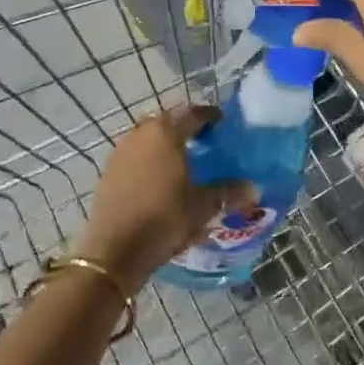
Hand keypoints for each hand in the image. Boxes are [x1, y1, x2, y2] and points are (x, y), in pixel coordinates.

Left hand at [76, 105, 256, 291]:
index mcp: (166, 132)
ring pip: (150, 139)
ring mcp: (122, 151)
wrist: (114, 251)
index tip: (223, 124)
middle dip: (187, 129)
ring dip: (167, 145)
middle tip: (205, 142)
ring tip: (183, 162)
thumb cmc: (164, 218)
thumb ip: (228, 192)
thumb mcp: (203, 206)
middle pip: (169, 122)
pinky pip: (136, 156)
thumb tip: (253, 188)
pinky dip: (151, 161)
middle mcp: (141, 133)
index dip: (210, 117)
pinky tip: (160, 181)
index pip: (193, 113)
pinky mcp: (109, 171)